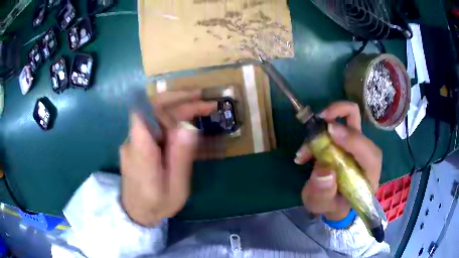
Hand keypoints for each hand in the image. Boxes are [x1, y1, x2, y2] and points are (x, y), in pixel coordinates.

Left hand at [119, 90, 215, 226]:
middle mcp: (132, 140)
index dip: (169, 102)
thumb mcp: (175, 187)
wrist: (135, 213)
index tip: (194, 100)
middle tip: (203, 98)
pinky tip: (183, 120)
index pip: (147, 112)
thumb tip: (188, 127)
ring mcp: (132, 141)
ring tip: (199, 105)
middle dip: (178, 100)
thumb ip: (180, 158)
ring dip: (175, 106)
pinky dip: (169, 118)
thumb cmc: (157, 204)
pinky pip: (152, 125)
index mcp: (141, 151)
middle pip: (151, 109)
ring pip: (152, 115)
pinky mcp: (136, 144)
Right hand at [295, 102, 381, 220]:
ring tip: (305, 150)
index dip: (352, 139)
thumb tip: (324, 169)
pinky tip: (306, 152)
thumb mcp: (324, 205)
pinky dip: (319, 130)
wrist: (334, 202)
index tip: (329, 132)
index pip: (369, 152)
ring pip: (347, 117)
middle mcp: (366, 154)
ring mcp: (356, 144)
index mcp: (369, 174)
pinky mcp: (346, 140)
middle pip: (359, 122)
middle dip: (338, 112)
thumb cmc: (332, 206)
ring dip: (325, 122)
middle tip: (318, 120)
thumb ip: (323, 193)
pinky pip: (336, 124)